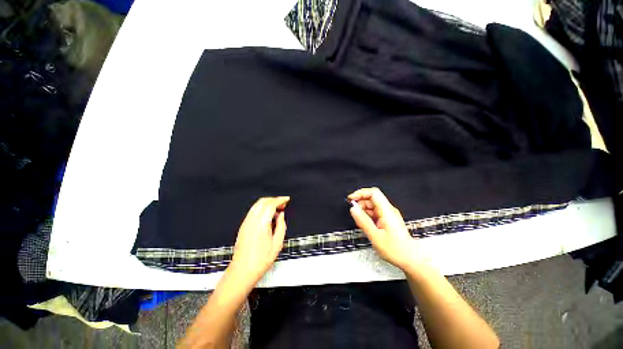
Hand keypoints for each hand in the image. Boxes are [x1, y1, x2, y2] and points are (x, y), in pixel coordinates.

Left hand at [229, 197, 289, 284]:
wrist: (242, 271)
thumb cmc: (262, 259)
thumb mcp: (277, 243)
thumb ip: (281, 226)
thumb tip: (281, 215)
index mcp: (261, 223)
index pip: (271, 205)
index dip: (280, 200)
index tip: (287, 199)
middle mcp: (252, 220)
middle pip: (263, 201)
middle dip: (274, 200)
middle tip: (283, 204)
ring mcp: (246, 222)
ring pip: (257, 205)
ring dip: (268, 203)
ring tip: (277, 210)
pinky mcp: (243, 226)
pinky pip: (253, 211)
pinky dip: (262, 209)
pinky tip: (268, 216)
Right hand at [348, 187, 424, 270]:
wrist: (410, 259)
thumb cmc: (396, 250)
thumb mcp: (375, 236)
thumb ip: (363, 221)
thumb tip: (353, 209)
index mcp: (387, 211)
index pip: (373, 193)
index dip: (360, 193)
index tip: (351, 199)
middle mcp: (389, 210)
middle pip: (371, 198)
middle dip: (360, 203)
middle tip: (354, 212)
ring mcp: (388, 214)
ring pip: (372, 205)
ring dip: (363, 210)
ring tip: (359, 222)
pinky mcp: (387, 219)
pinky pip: (375, 212)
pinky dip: (367, 215)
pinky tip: (365, 224)